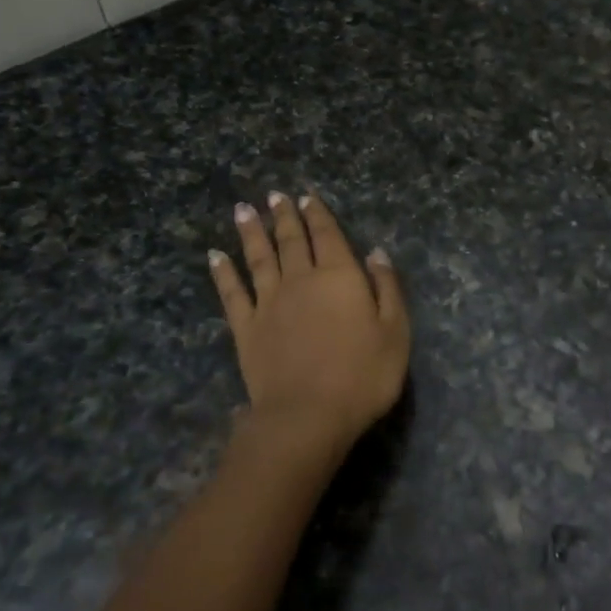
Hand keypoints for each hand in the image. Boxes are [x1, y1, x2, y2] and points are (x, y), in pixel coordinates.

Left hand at [208, 192, 409, 446]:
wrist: (308, 414)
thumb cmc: (363, 375)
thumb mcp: (395, 331)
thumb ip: (387, 288)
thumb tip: (376, 252)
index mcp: (340, 277)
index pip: (328, 236)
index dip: (318, 215)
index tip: (307, 197)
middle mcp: (301, 280)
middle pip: (291, 241)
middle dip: (284, 216)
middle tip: (275, 196)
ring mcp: (269, 303)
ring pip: (258, 258)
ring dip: (251, 233)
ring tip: (243, 209)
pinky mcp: (246, 328)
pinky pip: (232, 292)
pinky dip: (223, 272)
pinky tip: (216, 257)